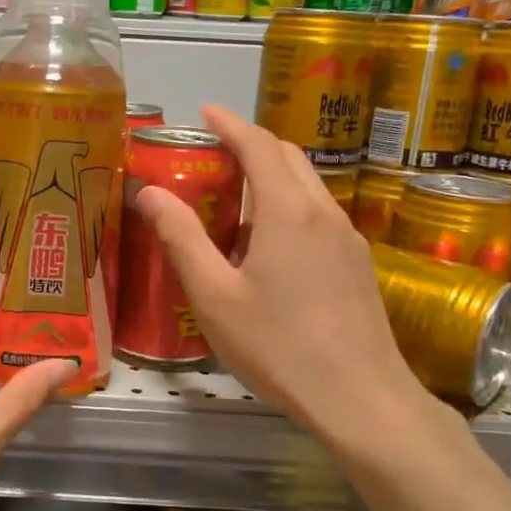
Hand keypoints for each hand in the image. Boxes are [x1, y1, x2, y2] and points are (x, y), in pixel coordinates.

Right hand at [136, 106, 438, 445]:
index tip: (204, 112)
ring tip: (234, 206)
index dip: (229, 123)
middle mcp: (323, 212)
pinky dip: (290, 209)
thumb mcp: (214, 296)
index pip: (258, 144)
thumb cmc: (278, 346)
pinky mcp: (358, 265)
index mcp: (287, 210)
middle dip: (251, 146)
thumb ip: (181, 239)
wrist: (360, 398)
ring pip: (308, 188)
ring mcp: (348, 238)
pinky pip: (319, 218)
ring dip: (272, 179)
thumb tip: (149, 192)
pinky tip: (269, 250)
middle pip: (288, 158)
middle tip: (213, 157)